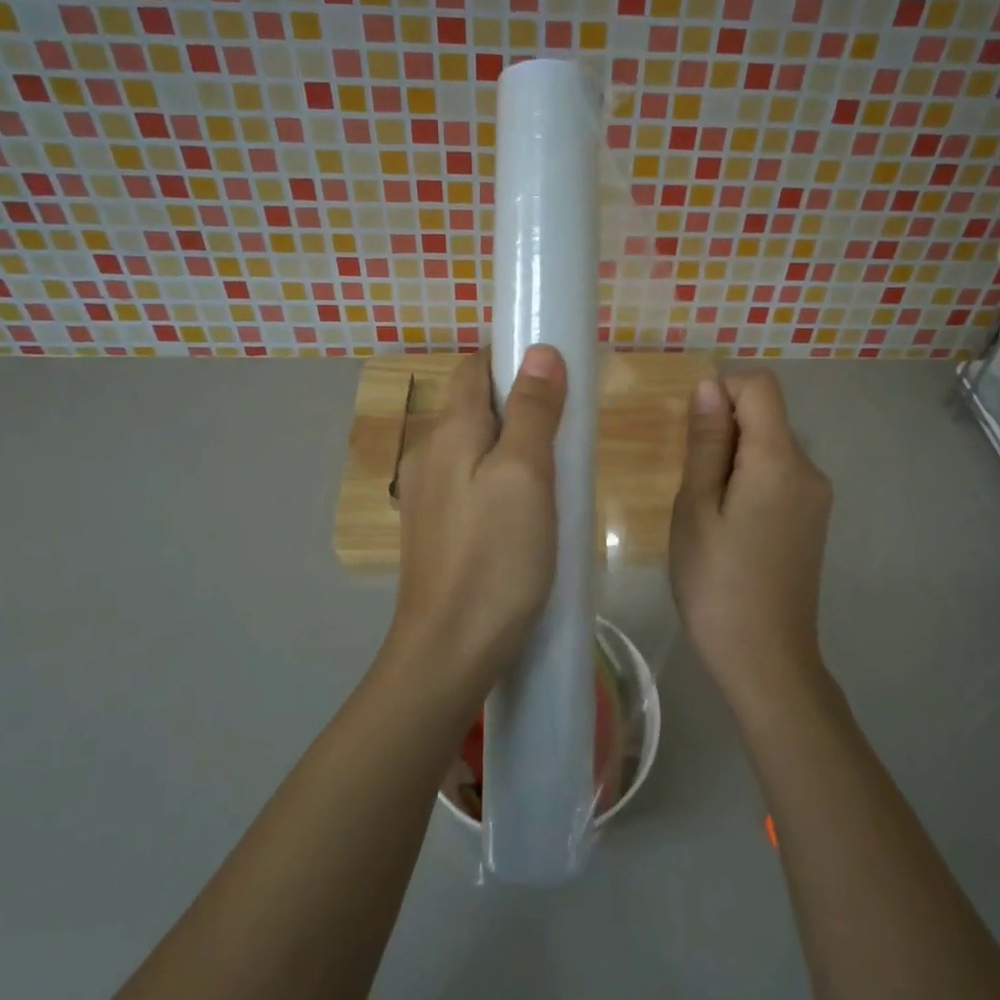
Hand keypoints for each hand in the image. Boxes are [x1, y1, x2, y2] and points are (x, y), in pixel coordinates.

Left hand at [382, 345, 567, 706]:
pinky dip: (502, 479)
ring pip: (477, 448)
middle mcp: (429, 453)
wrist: (451, 649)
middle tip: (570, 430)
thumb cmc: (496, 558)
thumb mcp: (526, 476)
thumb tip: (540, 351)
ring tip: (558, 474)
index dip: (513, 358)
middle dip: (521, 405)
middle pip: (476, 407)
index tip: (559, 370)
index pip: (475, 368)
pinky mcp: (438, 529)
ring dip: (514, 446)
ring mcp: (429, 495)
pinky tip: (529, 512)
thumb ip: (532, 411)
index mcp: (449, 432)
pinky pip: (473, 483)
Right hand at [669, 371, 833, 717]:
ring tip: (707, 514)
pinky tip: (730, 529)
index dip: (722, 394)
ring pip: (770, 448)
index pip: (760, 386)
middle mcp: (810, 470)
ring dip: (734, 461)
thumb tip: (709, 386)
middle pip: (766, 417)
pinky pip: (779, 477)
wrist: (766, 660)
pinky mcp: (812, 521)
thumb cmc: (717, 583)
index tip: (693, 438)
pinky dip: (750, 483)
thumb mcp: (696, 508)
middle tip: (693, 487)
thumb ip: (706, 443)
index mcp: (781, 460)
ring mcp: (816, 498)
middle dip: (724, 433)